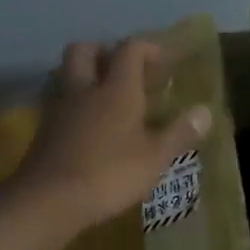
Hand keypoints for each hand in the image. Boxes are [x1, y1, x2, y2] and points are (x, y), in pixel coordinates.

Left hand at [10, 39, 211, 234]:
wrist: (48, 200)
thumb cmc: (109, 173)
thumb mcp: (154, 157)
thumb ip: (180, 132)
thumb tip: (206, 111)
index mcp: (116, 88)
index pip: (130, 49)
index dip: (148, 49)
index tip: (164, 63)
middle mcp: (84, 88)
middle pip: (86, 49)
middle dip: (105, 52)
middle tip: (125, 71)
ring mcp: (59, 107)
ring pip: (67, 73)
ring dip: (85, 76)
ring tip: (106, 97)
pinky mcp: (43, 129)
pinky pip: (59, 101)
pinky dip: (74, 104)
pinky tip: (87, 125)